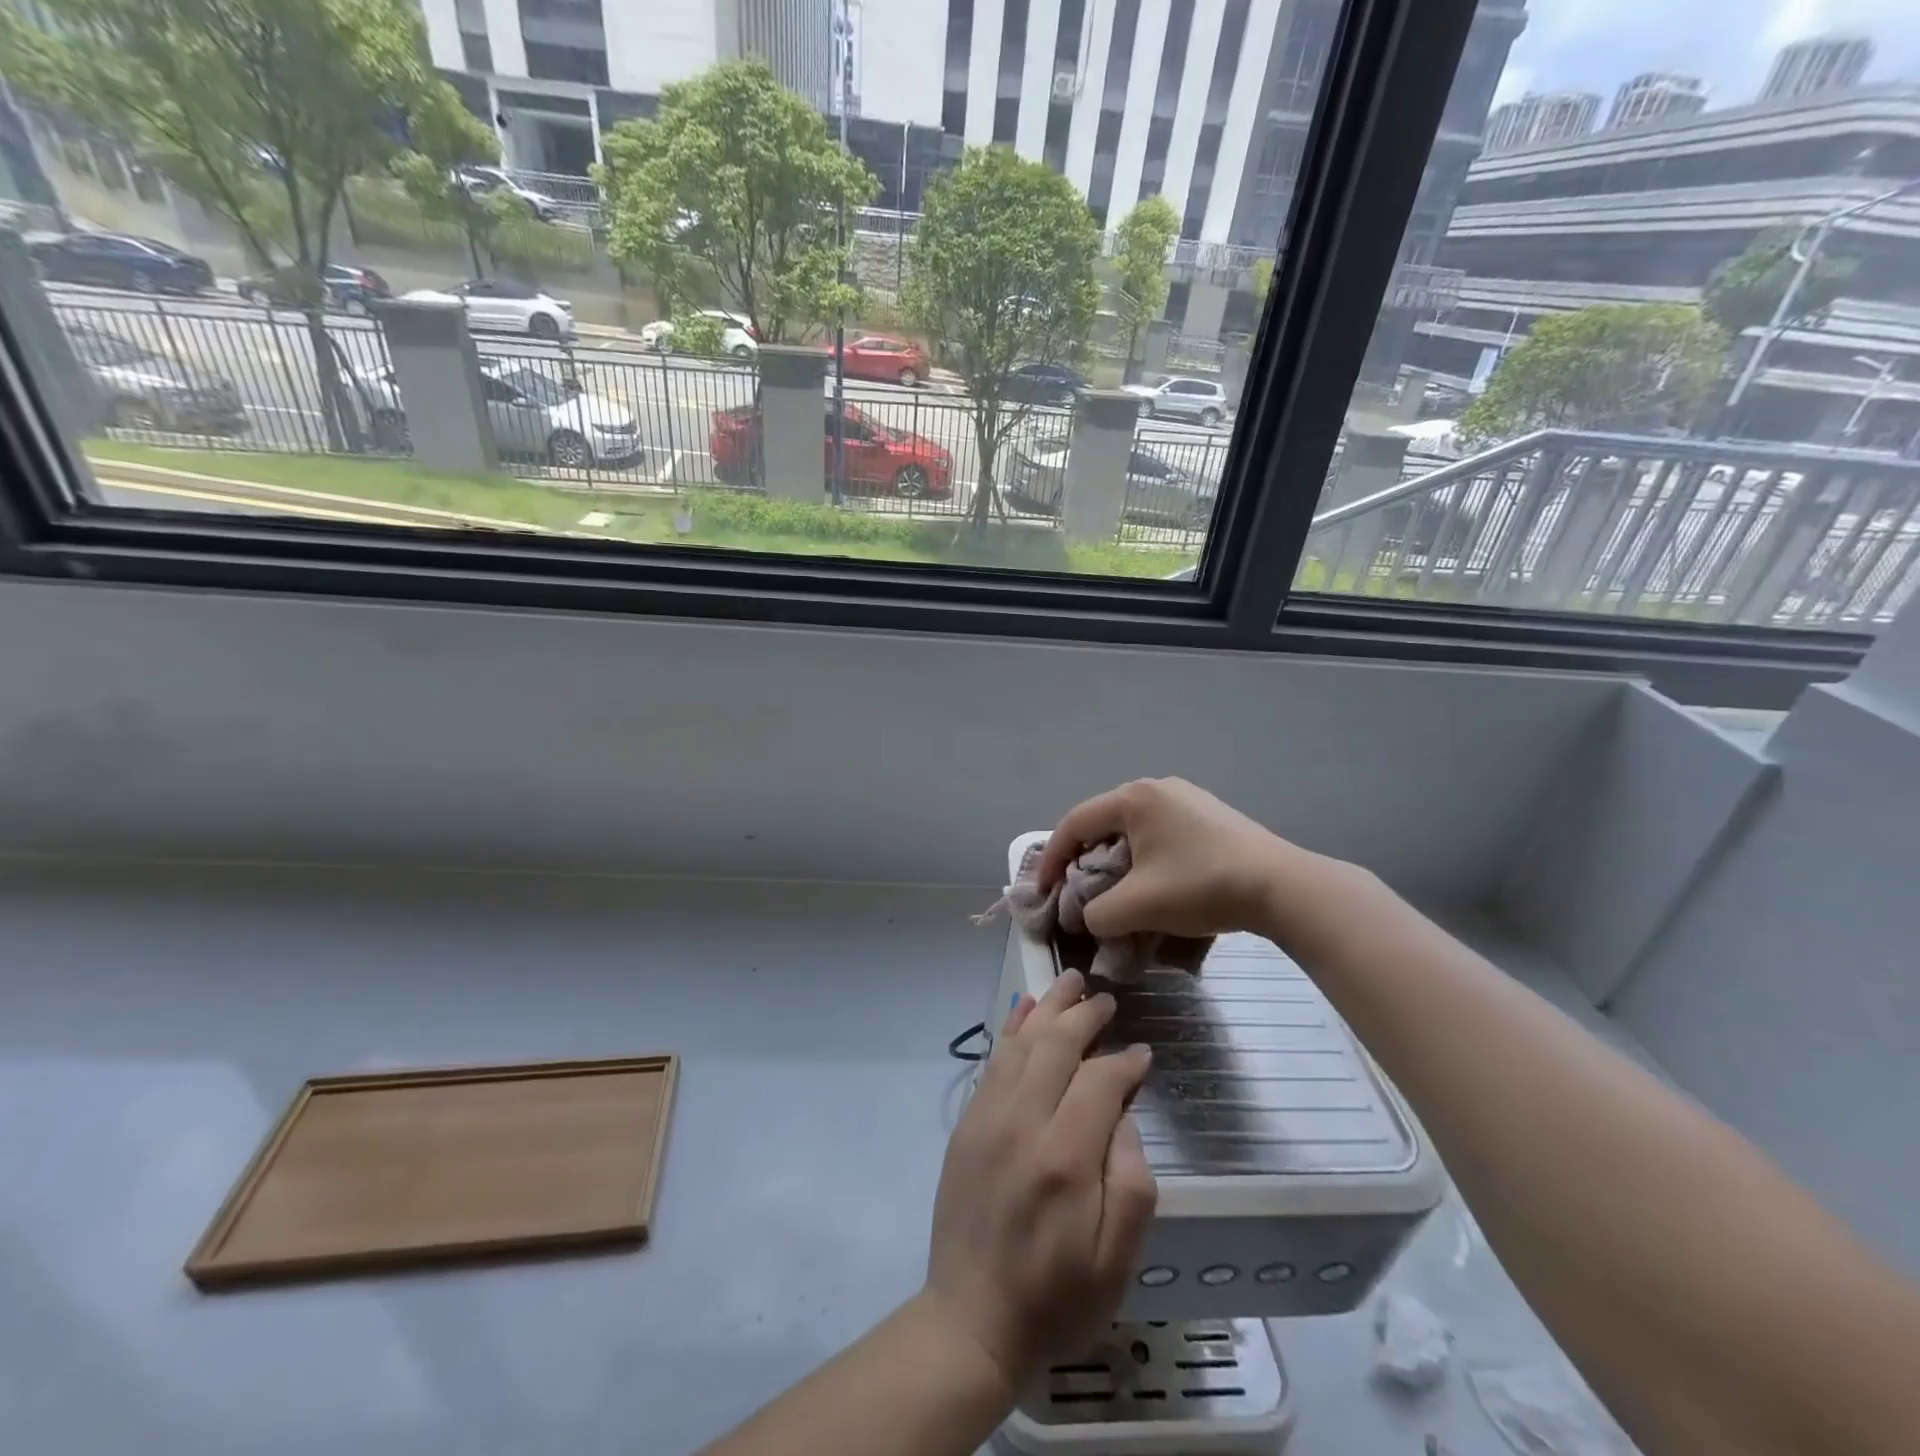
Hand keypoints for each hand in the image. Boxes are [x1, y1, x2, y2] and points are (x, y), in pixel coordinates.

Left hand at [923, 971, 1156, 1391]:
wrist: (972, 1320)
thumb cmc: (1056, 1297)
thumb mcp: (1117, 1260)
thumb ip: (1131, 1180)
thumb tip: (1124, 1114)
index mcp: (1064, 1156)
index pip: (1100, 1082)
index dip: (1125, 1062)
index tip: (1143, 1054)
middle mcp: (1022, 1122)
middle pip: (1056, 1047)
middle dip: (1084, 1016)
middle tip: (1105, 998)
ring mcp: (987, 1117)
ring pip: (1021, 1043)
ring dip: (1047, 1008)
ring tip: (1068, 981)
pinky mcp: (967, 1123)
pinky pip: (993, 1061)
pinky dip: (1011, 1029)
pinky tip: (1024, 1008)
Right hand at [1037, 777, 1303, 939]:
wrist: (1282, 886)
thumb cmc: (1200, 886)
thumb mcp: (1137, 907)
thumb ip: (1097, 914)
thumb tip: (1091, 917)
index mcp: (1133, 798)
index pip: (1074, 824)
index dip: (1052, 858)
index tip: (1043, 891)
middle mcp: (1156, 788)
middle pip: (1103, 824)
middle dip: (1084, 861)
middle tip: (1077, 893)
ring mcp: (1187, 798)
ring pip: (1133, 830)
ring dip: (1116, 862)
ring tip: (1116, 894)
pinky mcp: (1210, 816)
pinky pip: (1161, 834)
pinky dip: (1145, 859)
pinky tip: (1155, 885)